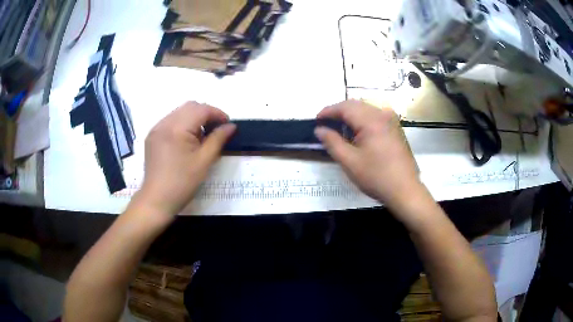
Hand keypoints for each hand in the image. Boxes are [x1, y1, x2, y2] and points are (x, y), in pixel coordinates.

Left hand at [134, 102, 235, 218]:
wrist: (157, 200)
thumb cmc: (182, 183)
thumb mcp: (204, 161)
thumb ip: (218, 139)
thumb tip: (231, 126)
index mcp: (177, 128)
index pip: (201, 109)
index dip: (217, 113)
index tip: (227, 125)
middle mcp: (164, 123)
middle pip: (190, 107)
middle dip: (206, 114)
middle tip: (216, 130)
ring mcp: (156, 129)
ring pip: (179, 112)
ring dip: (194, 118)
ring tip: (202, 136)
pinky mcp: (152, 136)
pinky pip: (170, 121)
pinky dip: (182, 124)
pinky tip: (186, 140)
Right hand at [315, 100, 424, 211]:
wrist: (405, 190)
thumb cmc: (376, 177)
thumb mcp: (349, 161)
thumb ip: (332, 142)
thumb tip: (319, 129)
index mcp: (371, 120)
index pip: (345, 107)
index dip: (328, 111)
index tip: (316, 120)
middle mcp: (382, 115)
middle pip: (356, 105)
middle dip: (338, 112)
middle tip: (325, 125)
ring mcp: (391, 121)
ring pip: (365, 109)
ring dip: (350, 116)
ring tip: (339, 129)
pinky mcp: (395, 128)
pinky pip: (375, 117)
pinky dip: (362, 120)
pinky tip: (357, 133)